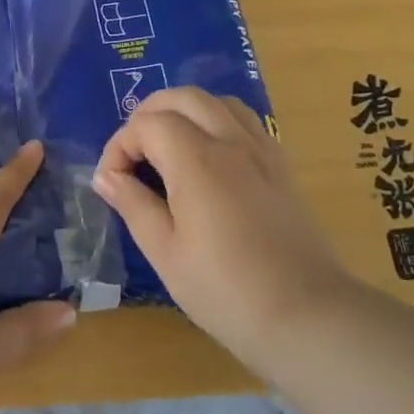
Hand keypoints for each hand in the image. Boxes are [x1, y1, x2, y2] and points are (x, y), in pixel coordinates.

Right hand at [91, 87, 352, 369]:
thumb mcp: (165, 252)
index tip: (112, 183)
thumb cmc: (225, 290)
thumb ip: (133, 204)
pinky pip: (245, 121)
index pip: (147, 125)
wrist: (306, 316)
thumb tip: (106, 177)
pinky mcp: (281, 166)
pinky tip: (206, 159)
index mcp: (197, 160)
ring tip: (166, 149)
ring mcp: (263, 150)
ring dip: (184, 112)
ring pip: (217, 102)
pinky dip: (216, 122)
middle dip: (147, 115)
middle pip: (183, 98)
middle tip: (132, 154)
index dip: (120, 146)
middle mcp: (231, 141)